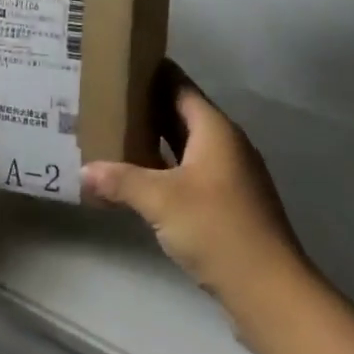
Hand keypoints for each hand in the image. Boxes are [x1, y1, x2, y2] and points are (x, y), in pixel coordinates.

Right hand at [84, 63, 305, 302]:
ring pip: (187, 145)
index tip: (121, 64)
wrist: (269, 289)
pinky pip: (192, 171)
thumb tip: (84, 171)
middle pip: (183, 114)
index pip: (180, 86)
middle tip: (108, 100)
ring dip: (157, 140)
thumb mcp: (161, 200)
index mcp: (215, 130)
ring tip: (117, 135)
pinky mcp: (230, 203)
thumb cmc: (217, 228)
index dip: (152, 73)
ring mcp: (232, 175)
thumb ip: (121, 180)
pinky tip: (142, 180)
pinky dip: (167, 168)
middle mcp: (226, 144)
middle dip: (148, 107)